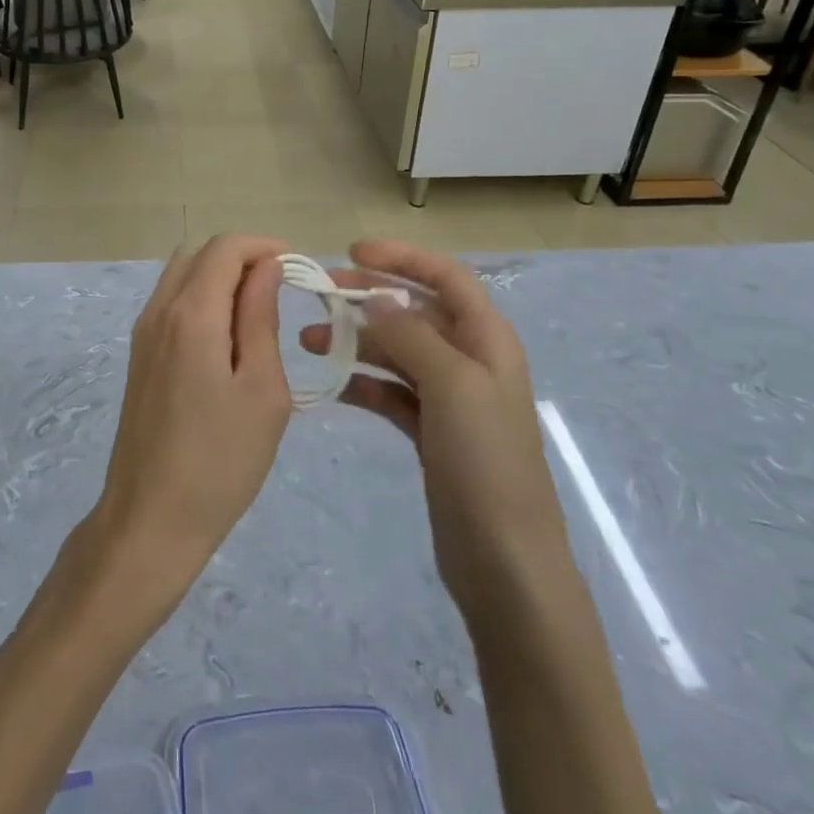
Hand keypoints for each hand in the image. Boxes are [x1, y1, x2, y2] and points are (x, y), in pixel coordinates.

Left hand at [88, 235, 292, 603]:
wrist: (151, 518)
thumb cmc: (220, 459)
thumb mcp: (262, 389)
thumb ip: (261, 318)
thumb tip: (266, 267)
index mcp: (191, 314)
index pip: (225, 248)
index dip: (264, 246)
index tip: (299, 268)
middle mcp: (159, 311)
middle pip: (200, 254)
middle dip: (243, 258)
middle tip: (283, 290)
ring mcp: (143, 333)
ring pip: (182, 275)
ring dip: (221, 277)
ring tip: (259, 313)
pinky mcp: (139, 355)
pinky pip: (171, 303)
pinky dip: (202, 299)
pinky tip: (228, 338)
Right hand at [301, 240, 563, 600]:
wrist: (504, 561)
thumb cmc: (485, 462)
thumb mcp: (452, 385)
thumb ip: (412, 335)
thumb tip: (374, 298)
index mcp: (487, 339)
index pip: (445, 277)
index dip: (402, 257)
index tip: (352, 253)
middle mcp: (470, 359)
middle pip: (415, 310)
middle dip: (368, 297)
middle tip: (319, 294)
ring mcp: (449, 398)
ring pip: (397, 351)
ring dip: (356, 341)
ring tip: (308, 343)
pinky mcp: (431, 432)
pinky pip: (390, 392)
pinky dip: (362, 383)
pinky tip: (331, 386)